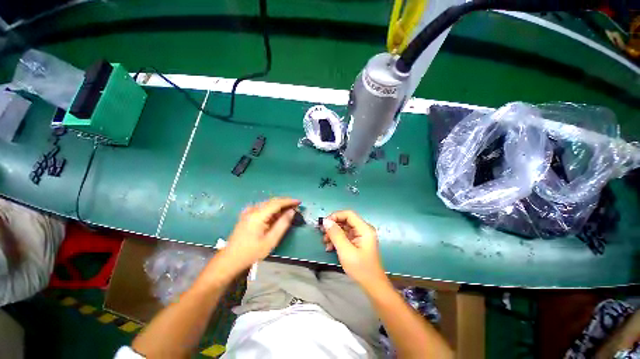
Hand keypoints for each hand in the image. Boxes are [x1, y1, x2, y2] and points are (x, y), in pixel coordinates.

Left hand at [216, 197, 299, 277]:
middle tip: (296, 206)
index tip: (299, 202)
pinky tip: (276, 214)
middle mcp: (252, 210)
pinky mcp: (246, 215)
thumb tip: (291, 211)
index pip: (276, 203)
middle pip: (272, 201)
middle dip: (285, 202)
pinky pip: (262, 208)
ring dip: (279, 205)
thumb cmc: (251, 252)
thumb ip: (282, 224)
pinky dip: (272, 209)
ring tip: (289, 210)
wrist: (230, 260)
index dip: (289, 201)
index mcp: (258, 215)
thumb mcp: (271, 240)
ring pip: (267, 204)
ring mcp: (248, 212)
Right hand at [322, 210, 387, 286]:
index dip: (335, 216)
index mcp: (364, 229)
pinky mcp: (357, 242)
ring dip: (333, 234)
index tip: (324, 224)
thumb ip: (336, 234)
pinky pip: (345, 236)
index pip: (348, 214)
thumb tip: (326, 221)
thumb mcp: (345, 251)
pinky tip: (330, 248)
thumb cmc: (360, 268)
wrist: (372, 286)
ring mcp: (360, 236)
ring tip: (325, 242)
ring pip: (344, 228)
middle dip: (333, 226)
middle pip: (345, 220)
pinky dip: (337, 240)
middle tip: (323, 234)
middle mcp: (363, 229)